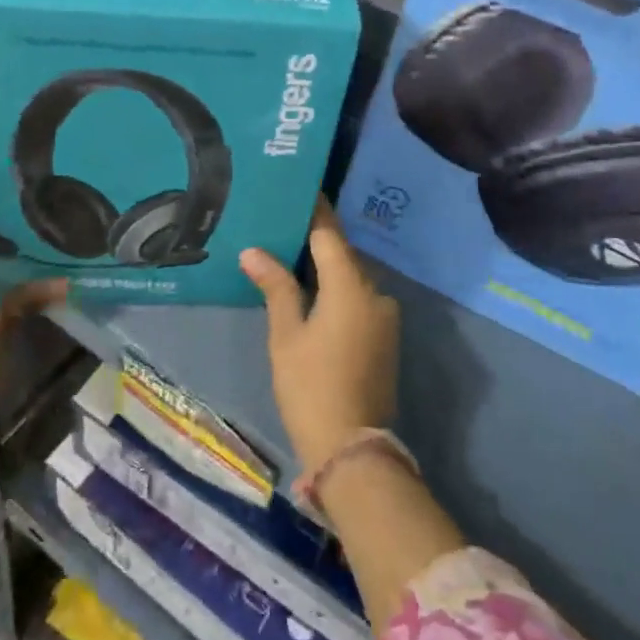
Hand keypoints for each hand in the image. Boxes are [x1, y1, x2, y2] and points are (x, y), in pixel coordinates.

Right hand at [241, 199, 399, 475]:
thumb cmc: (311, 386)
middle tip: (282, 224)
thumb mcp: (286, 334)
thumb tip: (254, 251)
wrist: (352, 449)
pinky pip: (359, 299)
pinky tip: (312, 291)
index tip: (295, 189)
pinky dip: (337, 290)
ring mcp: (385, 317)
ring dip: (326, 266)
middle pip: (342, 254)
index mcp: (351, 286)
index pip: (329, 233)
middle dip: (315, 239)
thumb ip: (275, 286)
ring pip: (351, 278)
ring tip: (290, 255)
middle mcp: (375, 292)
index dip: (313, 210)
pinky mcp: (385, 337)